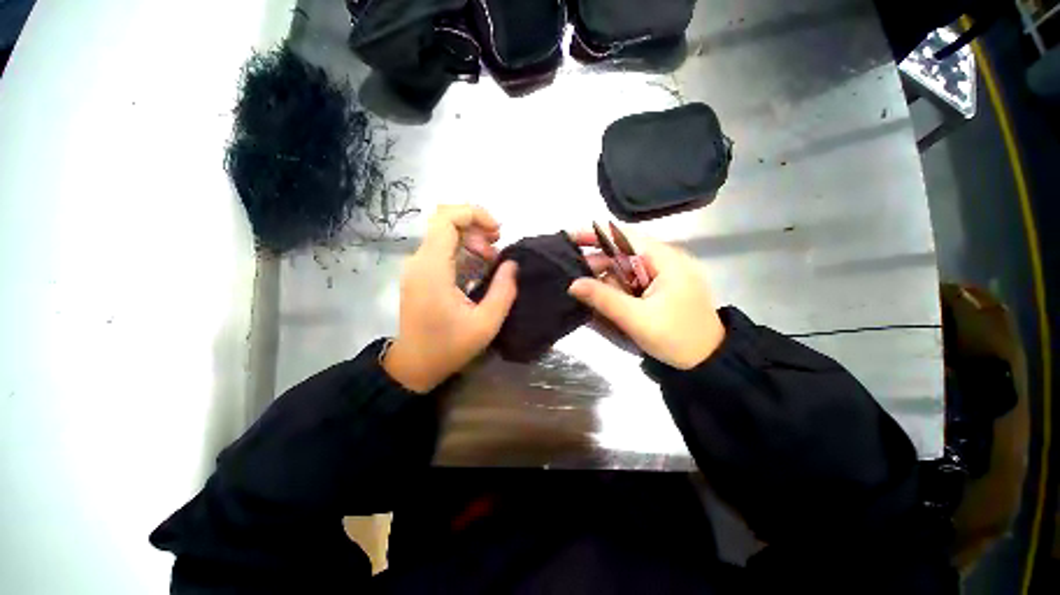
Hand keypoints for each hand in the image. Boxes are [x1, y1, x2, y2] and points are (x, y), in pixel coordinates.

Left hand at [383, 205, 518, 392]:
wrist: (414, 365)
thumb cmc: (449, 347)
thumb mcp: (486, 323)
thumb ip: (503, 291)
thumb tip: (512, 264)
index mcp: (433, 269)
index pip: (446, 219)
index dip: (474, 214)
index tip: (497, 231)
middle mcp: (420, 261)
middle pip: (445, 221)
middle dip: (476, 226)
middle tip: (497, 245)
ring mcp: (417, 267)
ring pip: (444, 234)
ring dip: (471, 239)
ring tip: (492, 259)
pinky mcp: (420, 274)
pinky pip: (442, 249)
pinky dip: (463, 250)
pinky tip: (479, 266)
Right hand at [568, 230, 724, 369]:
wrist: (708, 361)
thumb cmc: (676, 338)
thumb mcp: (636, 319)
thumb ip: (603, 299)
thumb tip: (573, 284)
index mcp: (665, 260)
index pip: (625, 237)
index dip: (595, 235)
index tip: (570, 239)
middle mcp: (664, 260)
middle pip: (623, 252)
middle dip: (597, 263)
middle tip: (572, 275)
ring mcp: (663, 274)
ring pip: (625, 267)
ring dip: (605, 278)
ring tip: (585, 291)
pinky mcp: (660, 287)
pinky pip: (632, 280)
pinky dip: (616, 287)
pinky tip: (604, 297)